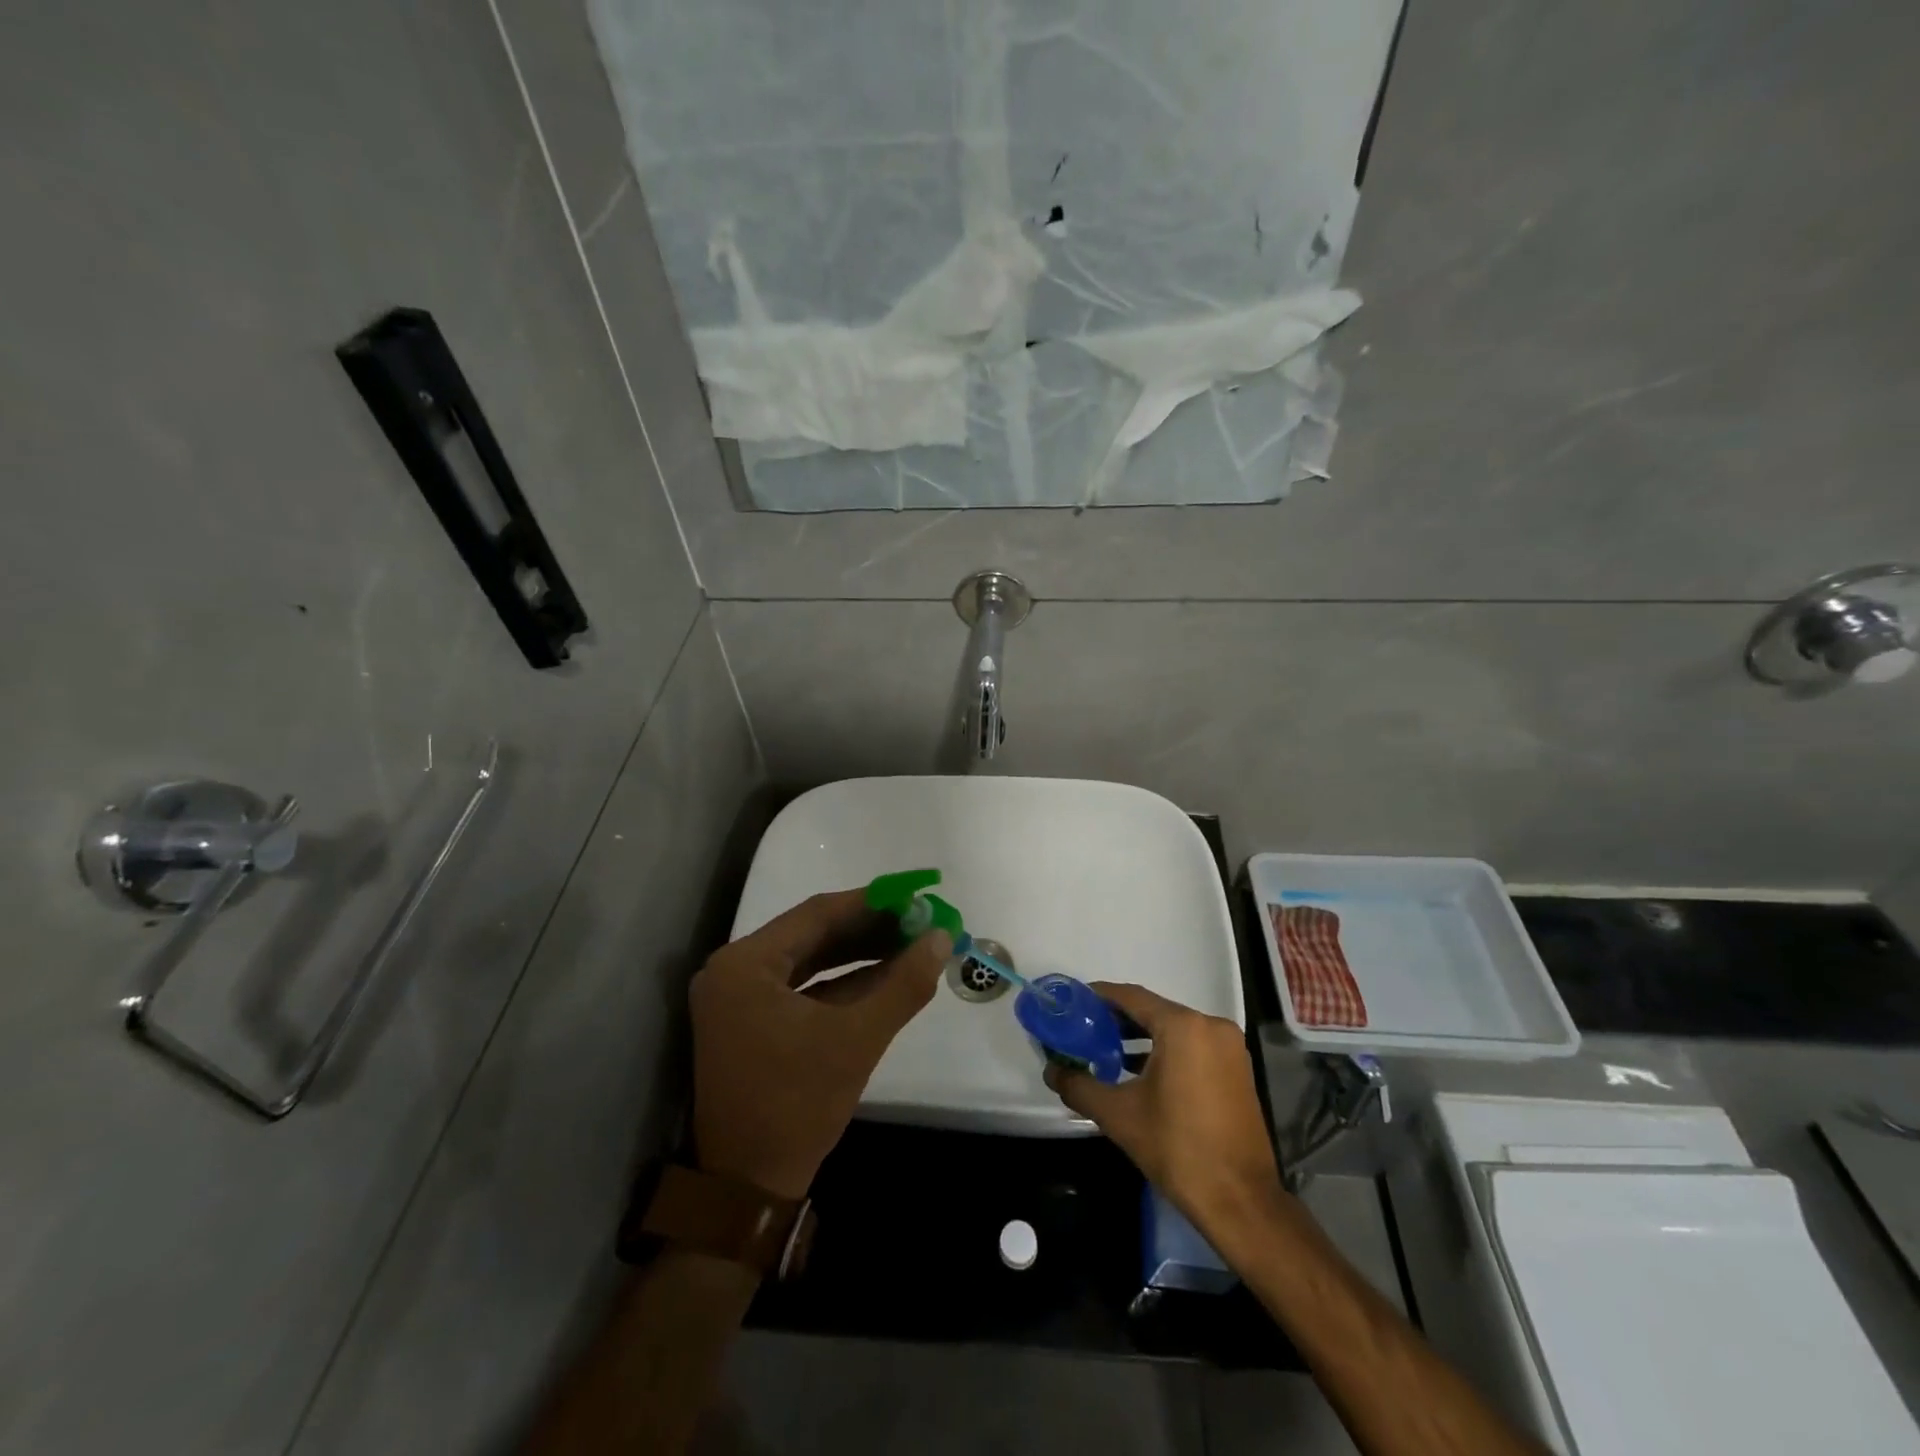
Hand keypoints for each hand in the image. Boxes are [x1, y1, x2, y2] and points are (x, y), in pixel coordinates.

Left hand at [689, 889, 950, 1199]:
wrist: (748, 1189)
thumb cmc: (797, 1106)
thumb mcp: (857, 1040)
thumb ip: (903, 984)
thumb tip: (942, 938)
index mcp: (745, 964)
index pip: (816, 914)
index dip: (871, 903)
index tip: (916, 897)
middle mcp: (735, 970)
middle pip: (812, 934)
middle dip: (869, 928)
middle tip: (919, 921)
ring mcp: (740, 997)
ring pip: (810, 959)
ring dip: (859, 953)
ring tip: (911, 943)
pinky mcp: (751, 1020)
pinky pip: (803, 986)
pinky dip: (842, 981)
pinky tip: (885, 974)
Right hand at [1045, 983, 1286, 1247]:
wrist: (1241, 1202)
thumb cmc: (1178, 1148)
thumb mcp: (1119, 1115)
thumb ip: (1080, 1086)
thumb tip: (1051, 1071)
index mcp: (1183, 1027)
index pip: (1132, 997)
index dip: (1099, 997)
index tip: (1073, 1003)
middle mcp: (1210, 1026)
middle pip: (1154, 1011)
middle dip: (1117, 1019)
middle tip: (1083, 1029)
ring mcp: (1228, 1048)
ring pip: (1174, 1029)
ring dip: (1140, 1037)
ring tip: (1104, 1050)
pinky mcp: (1236, 1070)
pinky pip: (1192, 1046)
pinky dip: (1165, 1051)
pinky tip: (1138, 1071)